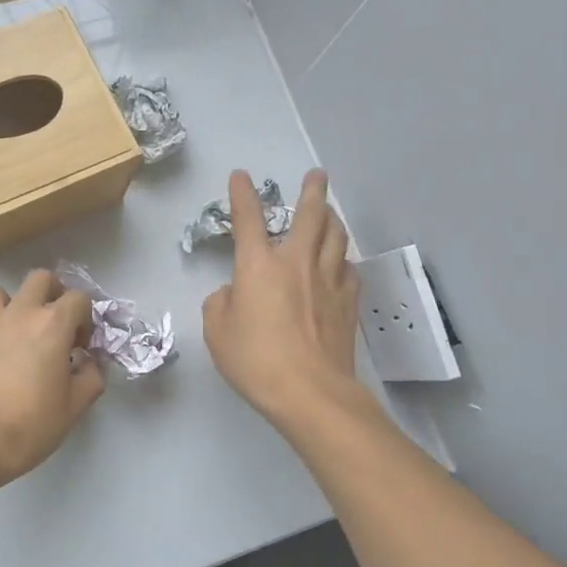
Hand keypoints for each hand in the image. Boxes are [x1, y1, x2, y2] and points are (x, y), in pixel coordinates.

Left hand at [0, 269, 105, 492]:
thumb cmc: (30, 426)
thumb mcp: (75, 407)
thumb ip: (91, 376)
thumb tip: (89, 362)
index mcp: (52, 324)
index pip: (79, 298)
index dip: (84, 318)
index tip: (79, 345)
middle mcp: (18, 312)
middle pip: (40, 279)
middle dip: (50, 295)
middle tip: (50, 326)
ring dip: (10, 310)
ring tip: (11, 339)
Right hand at [203, 169, 361, 426]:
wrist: (310, 391)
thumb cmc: (255, 360)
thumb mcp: (217, 332)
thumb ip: (220, 303)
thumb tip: (234, 294)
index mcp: (259, 266)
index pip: (248, 219)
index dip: (242, 194)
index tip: (240, 176)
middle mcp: (296, 262)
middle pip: (311, 215)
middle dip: (312, 191)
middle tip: (317, 175)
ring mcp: (328, 281)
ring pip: (336, 237)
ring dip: (332, 219)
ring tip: (330, 212)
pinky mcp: (348, 303)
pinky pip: (349, 269)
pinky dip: (343, 259)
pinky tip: (340, 263)